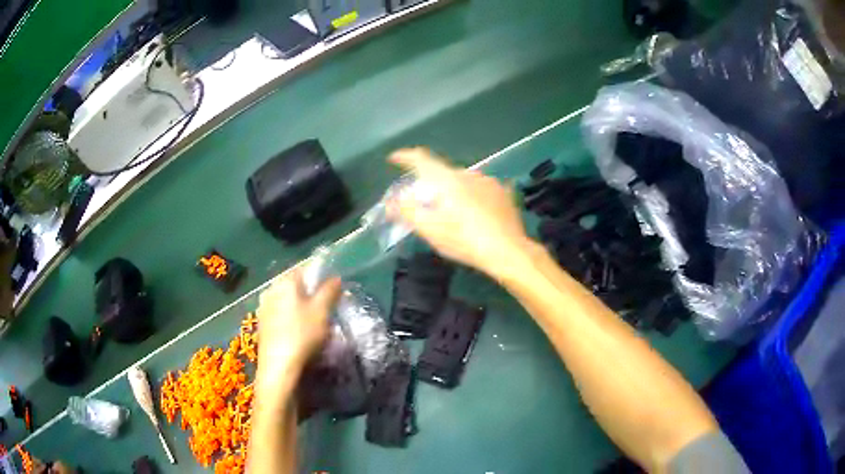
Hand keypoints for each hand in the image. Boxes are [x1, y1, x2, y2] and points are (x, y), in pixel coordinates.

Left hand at [255, 269, 341, 386]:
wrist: (278, 366)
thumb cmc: (302, 334)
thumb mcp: (322, 311)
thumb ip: (329, 291)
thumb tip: (335, 278)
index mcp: (285, 281)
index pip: (305, 269)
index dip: (320, 278)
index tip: (332, 292)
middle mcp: (270, 289)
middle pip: (295, 285)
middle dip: (310, 293)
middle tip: (325, 308)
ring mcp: (263, 307)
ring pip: (286, 300)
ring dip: (299, 307)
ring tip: (313, 323)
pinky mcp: (261, 324)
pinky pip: (279, 313)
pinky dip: (290, 318)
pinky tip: (298, 332)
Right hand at [389, 147, 530, 277]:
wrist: (509, 252)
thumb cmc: (466, 241)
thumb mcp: (432, 231)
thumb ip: (408, 212)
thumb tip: (393, 200)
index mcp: (448, 180)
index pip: (422, 160)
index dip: (405, 157)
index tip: (394, 158)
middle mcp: (469, 174)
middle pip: (443, 174)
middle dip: (432, 185)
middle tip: (427, 204)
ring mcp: (489, 181)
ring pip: (463, 181)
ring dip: (454, 191)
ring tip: (454, 213)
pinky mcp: (503, 192)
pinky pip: (480, 189)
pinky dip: (472, 196)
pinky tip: (475, 213)